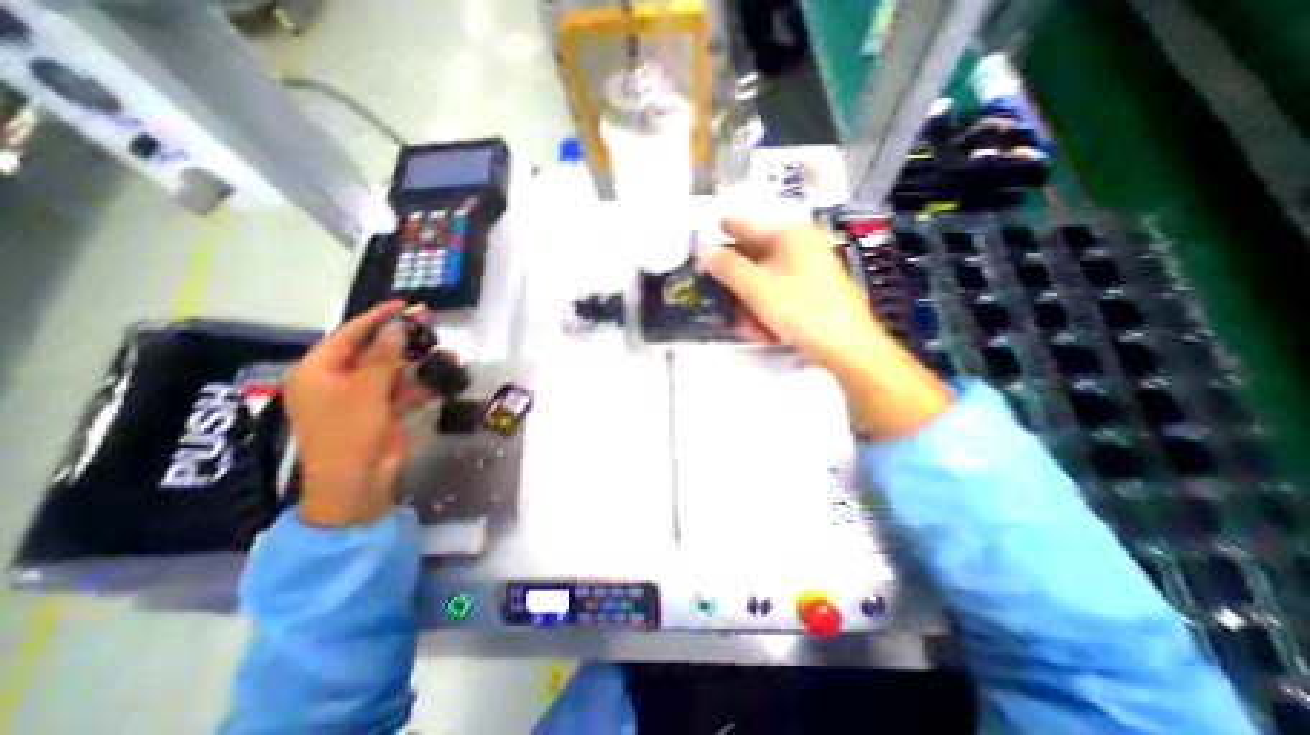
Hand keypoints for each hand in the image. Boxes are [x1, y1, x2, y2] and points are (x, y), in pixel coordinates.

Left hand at [286, 301, 431, 528]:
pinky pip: (401, 390)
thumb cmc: (350, 430)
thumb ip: (383, 355)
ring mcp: (360, 397)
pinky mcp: (381, 411)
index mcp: (319, 370)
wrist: (357, 480)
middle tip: (429, 321)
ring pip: (391, 369)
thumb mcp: (366, 388)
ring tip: (443, 351)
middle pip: (372, 350)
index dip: (377, 318)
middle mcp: (337, 380)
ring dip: (415, 361)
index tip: (403, 304)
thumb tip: (397, 325)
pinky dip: (418, 384)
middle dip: (401, 337)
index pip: (349, 334)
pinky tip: (438, 377)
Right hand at [702, 219, 948, 435]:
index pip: (744, 227)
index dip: (721, 234)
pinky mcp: (816, 287)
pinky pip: (782, 291)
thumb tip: (702, 249)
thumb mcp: (756, 288)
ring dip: (752, 302)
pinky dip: (769, 307)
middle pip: (754, 258)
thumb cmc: (799, 309)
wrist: (847, 345)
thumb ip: (726, 267)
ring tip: (751, 327)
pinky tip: (768, 329)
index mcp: (788, 235)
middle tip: (729, 306)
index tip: (702, 245)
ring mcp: (811, 266)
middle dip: (738, 285)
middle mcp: (801, 244)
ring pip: (766, 279)